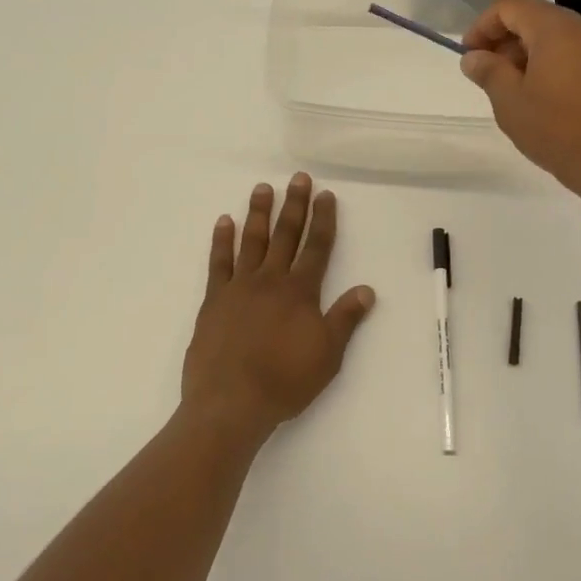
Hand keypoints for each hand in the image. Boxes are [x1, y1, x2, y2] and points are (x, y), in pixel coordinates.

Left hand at [181, 173, 375, 441]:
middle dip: (294, 205)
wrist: (231, 402)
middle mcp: (270, 281)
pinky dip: (221, 240)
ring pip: (252, 241)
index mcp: (300, 292)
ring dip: (258, 213)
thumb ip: (345, 319)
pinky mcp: (214, 300)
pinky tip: (224, 222)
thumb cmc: (285, 381)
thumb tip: (367, 289)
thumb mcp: (327, 355)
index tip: (325, 195)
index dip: (323, 220)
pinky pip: (218, 262)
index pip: (317, 247)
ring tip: (262, 188)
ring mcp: (239, 287)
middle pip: (286, 235)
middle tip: (298, 178)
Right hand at [459, 0, 580, 194]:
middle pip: (534, 17)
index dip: (483, 25)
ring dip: (527, 53)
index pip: (510, 6)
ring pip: (555, 35)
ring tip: (512, 89)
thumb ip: (488, 71)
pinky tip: (541, 95)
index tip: (469, 55)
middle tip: (487, 74)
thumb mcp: (510, 102)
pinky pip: (574, 51)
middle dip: (505, 40)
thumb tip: (473, 57)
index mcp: (556, 28)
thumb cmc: (558, 130)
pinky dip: (551, 62)